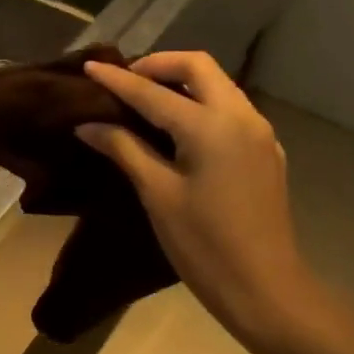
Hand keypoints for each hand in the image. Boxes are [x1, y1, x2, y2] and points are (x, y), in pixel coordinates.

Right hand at [77, 52, 311, 347]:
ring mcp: (259, 132)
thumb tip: (87, 125)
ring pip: (218, 85)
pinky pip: (231, 109)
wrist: (264, 288)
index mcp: (210, 126)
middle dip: (158, 65)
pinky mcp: (266, 151)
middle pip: (198, 66)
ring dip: (182, 82)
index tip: (89, 65)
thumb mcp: (158, 195)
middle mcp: (241, 116)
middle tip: (125, 82)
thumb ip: (124, 149)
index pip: (153, 92)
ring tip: (146, 101)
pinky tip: (180, 129)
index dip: (117, 79)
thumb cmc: (204, 245)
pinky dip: (201, 104)